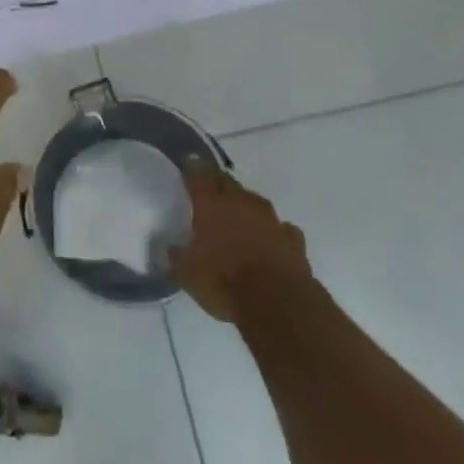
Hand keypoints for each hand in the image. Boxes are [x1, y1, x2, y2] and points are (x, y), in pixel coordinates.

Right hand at [168, 160, 311, 323]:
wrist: (277, 302)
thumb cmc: (223, 282)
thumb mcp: (186, 274)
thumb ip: (176, 256)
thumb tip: (170, 247)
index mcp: (211, 205)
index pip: (198, 176)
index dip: (193, 167)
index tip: (189, 160)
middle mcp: (241, 203)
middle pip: (227, 182)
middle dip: (218, 182)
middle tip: (210, 188)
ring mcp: (271, 219)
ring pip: (255, 201)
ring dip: (245, 206)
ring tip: (238, 216)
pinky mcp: (293, 238)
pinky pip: (280, 227)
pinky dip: (272, 231)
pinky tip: (269, 240)